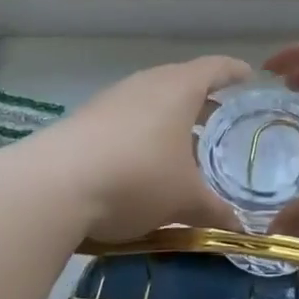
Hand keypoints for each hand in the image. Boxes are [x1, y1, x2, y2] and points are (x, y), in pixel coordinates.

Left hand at [30, 55, 252, 241]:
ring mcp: (112, 100)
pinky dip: (143, 133)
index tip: (248, 76)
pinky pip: (126, 118)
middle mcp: (146, 84)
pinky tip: (143, 163)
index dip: (234, 71)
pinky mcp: (85, 120)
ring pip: (151, 101)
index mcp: (179, 88)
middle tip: (219, 120)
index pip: (215, 68)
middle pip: (181, 81)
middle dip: (202, 99)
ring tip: (183, 146)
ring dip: (169, 119)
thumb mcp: (184, 201)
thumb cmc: (137, 178)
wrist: (51, 187)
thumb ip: (215, 211)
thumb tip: (241, 230)